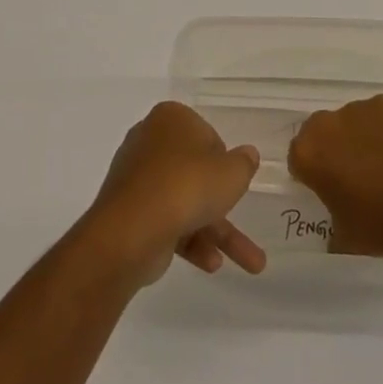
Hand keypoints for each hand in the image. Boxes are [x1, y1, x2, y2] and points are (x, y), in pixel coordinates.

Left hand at [83, 102, 264, 286]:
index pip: (206, 135)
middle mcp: (150, 142)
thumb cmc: (187, 185)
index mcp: (171, 119)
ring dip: (216, 232)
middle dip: (222, 203)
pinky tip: (211, 263)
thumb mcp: (231, 173)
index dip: (223, 160)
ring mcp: (138, 178)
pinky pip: (167, 220)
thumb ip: (244, 164)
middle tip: (243, 219)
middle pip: (194, 171)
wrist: (133, 228)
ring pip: (184, 201)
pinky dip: (190, 240)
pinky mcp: (130, 211)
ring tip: (252, 264)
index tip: (233, 180)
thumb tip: (248, 155)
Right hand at [288, 94, 382, 260]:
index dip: (314, 174)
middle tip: (357, 175)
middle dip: (334, 149)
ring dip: (360, 137)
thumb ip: (330, 218)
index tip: (331, 189)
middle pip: (323, 133)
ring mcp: (357, 108)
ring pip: (352, 121)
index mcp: (307, 153)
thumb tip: (335, 221)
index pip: (299, 158)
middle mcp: (325, 123)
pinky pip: (379, 115)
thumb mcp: (344, 235)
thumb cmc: (382, 225)